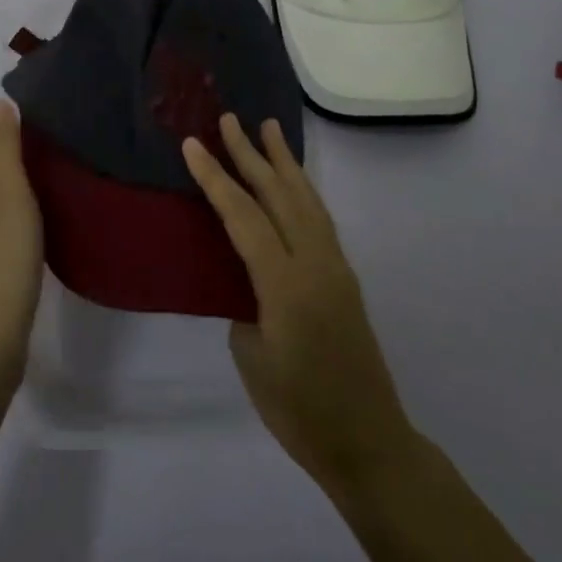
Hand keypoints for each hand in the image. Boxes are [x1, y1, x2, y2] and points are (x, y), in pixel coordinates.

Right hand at [183, 114, 415, 493]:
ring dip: (285, 162)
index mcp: (285, 284)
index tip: (193, 145)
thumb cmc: (299, 411)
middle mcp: (315, 263)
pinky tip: (293, 183)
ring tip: (270, 129)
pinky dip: (302, 190)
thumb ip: (244, 305)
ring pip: (307, 200)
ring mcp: (336, 267)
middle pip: (280, 195)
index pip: (244, 217)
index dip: (216, 179)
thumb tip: (245, 279)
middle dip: (252, 154)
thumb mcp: (253, 357)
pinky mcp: (345, 278)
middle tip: (230, 120)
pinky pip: (319, 219)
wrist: (368, 441)